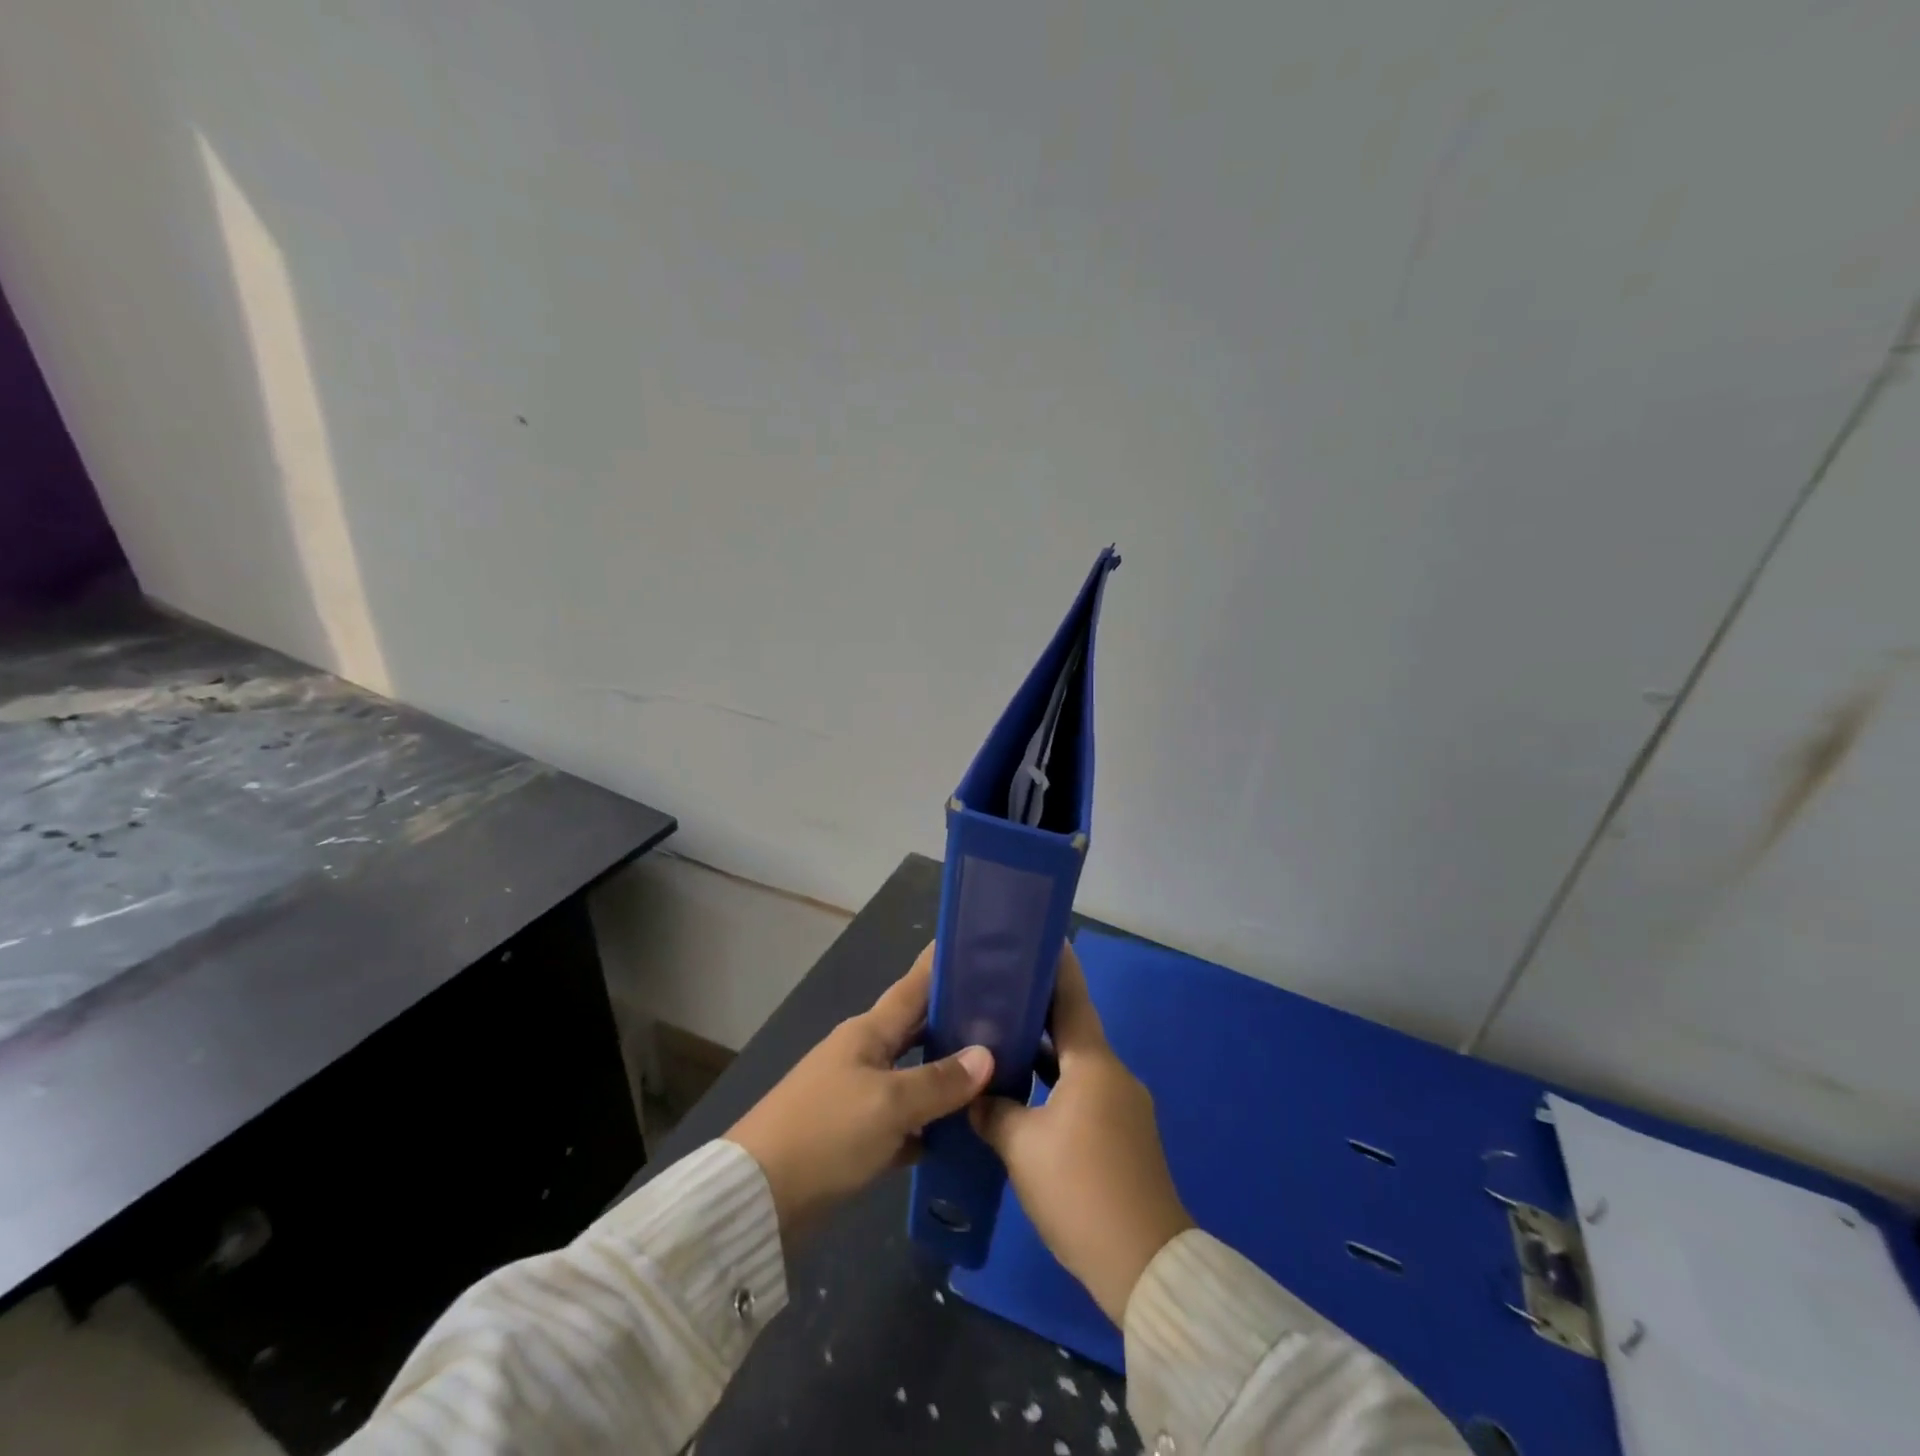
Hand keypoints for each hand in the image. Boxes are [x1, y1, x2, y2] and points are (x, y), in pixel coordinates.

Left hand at [729, 944, 993, 1248]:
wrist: (759, 1196)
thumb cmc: (827, 1132)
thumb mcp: (890, 1104)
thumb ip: (939, 1081)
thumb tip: (987, 1056)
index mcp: (868, 1033)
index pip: (912, 987)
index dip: (939, 966)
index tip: (972, 944)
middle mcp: (863, 1055)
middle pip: (917, 1030)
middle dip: (955, 1020)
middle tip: (1002, 1015)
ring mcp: (857, 1094)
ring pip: (912, 1075)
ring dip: (946, 1074)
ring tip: (995, 1072)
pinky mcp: (854, 1135)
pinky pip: (902, 1119)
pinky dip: (928, 1122)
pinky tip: (959, 1133)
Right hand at [971, 944, 1192, 1323]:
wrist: (1145, 1267)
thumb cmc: (1081, 1190)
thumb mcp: (1022, 1149)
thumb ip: (993, 1112)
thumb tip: (976, 1097)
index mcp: (1094, 1063)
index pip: (1072, 997)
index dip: (1055, 966)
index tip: (1035, 938)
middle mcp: (1114, 1074)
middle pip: (1074, 1028)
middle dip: (1039, 1009)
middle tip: (997, 991)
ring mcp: (1124, 1105)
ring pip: (1078, 1063)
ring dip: (1046, 1052)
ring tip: (1002, 1041)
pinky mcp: (1126, 1136)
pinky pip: (1086, 1092)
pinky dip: (1058, 1084)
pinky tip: (1026, 1097)